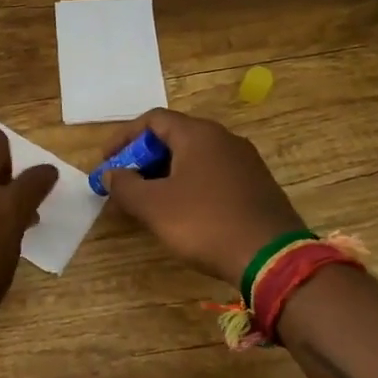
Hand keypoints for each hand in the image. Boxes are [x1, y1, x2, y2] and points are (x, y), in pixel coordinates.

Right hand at [99, 108, 304, 286]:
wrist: (272, 258)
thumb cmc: (205, 223)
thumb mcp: (153, 206)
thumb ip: (124, 185)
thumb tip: (110, 173)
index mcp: (198, 134)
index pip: (152, 120)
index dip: (124, 138)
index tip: (106, 163)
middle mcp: (224, 139)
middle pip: (174, 137)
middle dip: (143, 159)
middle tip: (124, 184)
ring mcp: (245, 162)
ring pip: (194, 158)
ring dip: (165, 173)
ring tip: (148, 200)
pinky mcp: (257, 186)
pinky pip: (213, 175)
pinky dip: (189, 185)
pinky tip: (182, 212)